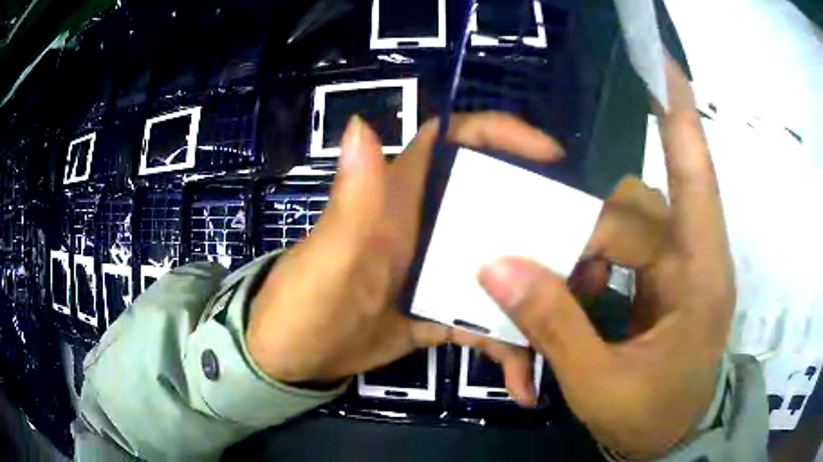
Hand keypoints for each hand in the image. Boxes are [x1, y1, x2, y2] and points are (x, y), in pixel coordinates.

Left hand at [247, 112, 564, 384]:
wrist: (292, 360)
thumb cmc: (301, 305)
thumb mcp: (327, 257)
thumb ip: (351, 199)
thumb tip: (361, 123)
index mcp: (401, 199)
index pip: (453, 139)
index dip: (500, 132)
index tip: (550, 155)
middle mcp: (426, 226)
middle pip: (497, 205)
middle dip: (543, 223)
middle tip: (584, 255)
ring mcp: (437, 273)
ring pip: (501, 269)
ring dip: (534, 298)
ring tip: (567, 327)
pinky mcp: (440, 312)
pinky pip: (485, 320)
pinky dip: (505, 346)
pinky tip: (523, 378)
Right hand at [467, 59, 734, 458]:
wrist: (670, 438)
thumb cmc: (649, 417)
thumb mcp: (598, 384)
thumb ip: (552, 324)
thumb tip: (496, 264)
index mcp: (700, 277)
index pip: (695, 176)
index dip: (678, 114)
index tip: (660, 60)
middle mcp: (696, 258)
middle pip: (639, 204)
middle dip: (587, 230)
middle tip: (541, 269)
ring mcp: (683, 267)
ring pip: (631, 218)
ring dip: (589, 244)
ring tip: (564, 287)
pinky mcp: (669, 279)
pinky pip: (629, 242)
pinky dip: (596, 257)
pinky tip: (579, 287)